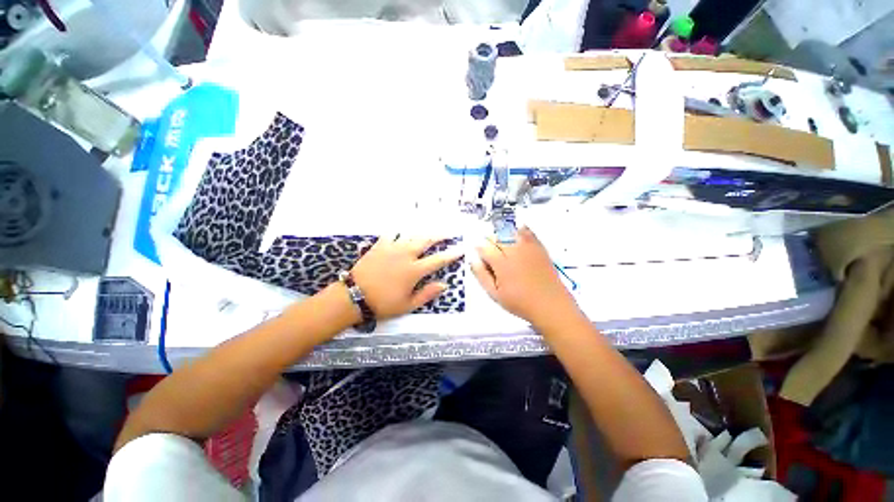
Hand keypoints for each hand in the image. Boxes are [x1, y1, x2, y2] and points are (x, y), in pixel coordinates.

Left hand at [350, 236, 463, 319]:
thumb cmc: (382, 303)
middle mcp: (406, 255)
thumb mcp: (407, 305)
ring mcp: (392, 248)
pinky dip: (398, 231)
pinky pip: (391, 233)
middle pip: (426, 241)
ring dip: (422, 233)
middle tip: (448, 233)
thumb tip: (444, 285)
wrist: (353, 296)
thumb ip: (427, 294)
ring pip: (411, 235)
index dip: (451, 254)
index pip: (438, 260)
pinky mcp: (379, 245)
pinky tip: (401, 229)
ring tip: (429, 231)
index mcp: (414, 270)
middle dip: (439, 236)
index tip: (461, 248)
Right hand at [471, 227, 581, 328]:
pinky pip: (528, 232)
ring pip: (510, 232)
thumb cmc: (520, 303)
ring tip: (501, 243)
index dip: (479, 249)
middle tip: (488, 250)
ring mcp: (528, 248)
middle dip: (489, 241)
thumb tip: (474, 260)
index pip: (485, 248)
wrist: (550, 305)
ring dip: (502, 235)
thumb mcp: (495, 294)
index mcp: (502, 264)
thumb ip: (482, 276)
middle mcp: (514, 251)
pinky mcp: (539, 248)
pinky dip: (521, 230)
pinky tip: (518, 231)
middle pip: (497, 238)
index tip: (478, 253)